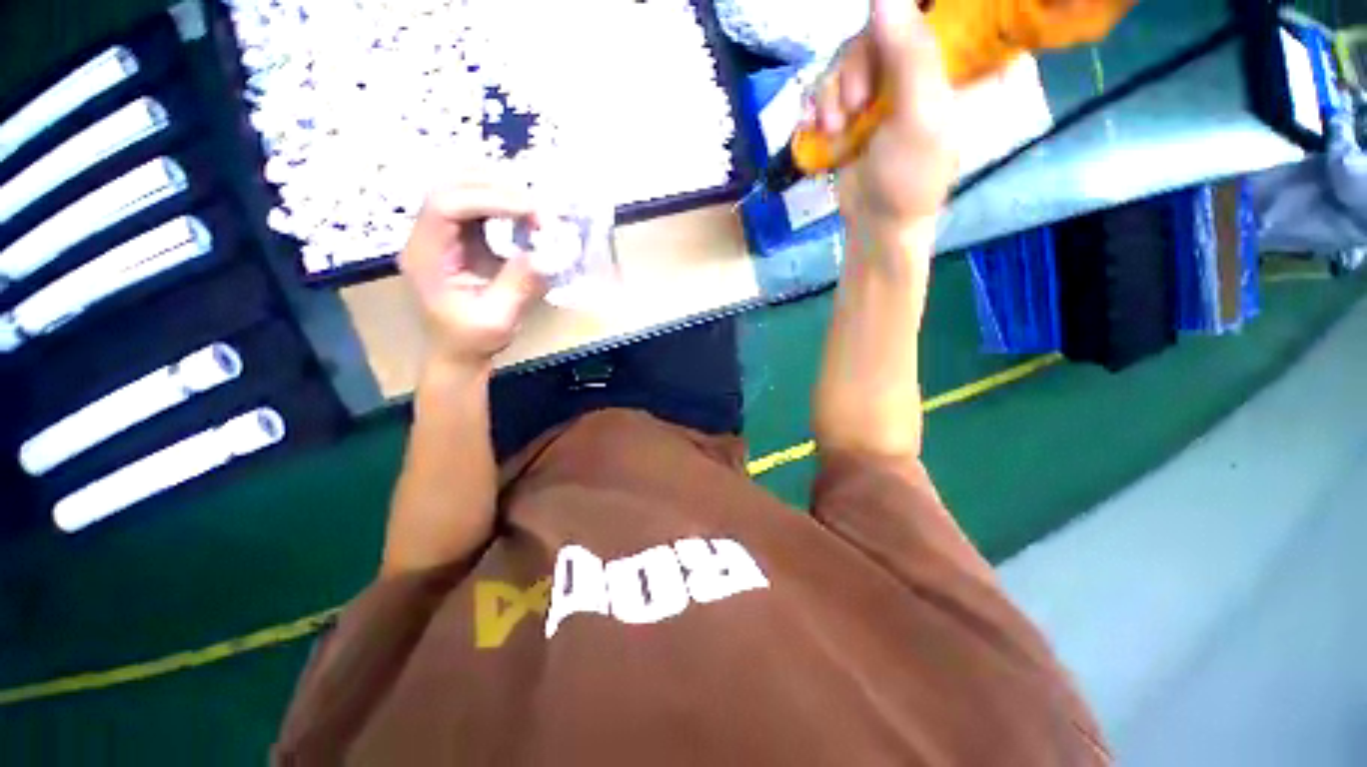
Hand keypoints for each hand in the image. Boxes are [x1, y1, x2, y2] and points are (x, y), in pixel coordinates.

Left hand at [398, 180, 547, 370]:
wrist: (457, 351)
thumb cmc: (473, 340)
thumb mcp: (498, 320)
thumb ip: (517, 286)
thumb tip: (541, 254)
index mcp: (426, 256)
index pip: (445, 205)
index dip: (488, 199)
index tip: (529, 212)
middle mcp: (425, 237)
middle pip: (448, 186)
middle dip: (494, 187)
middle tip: (535, 206)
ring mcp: (438, 234)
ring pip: (457, 187)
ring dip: (496, 188)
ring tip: (530, 205)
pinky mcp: (455, 237)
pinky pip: (471, 202)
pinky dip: (497, 199)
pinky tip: (520, 211)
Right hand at [811, 0, 957, 235]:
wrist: (874, 222)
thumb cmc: (909, 178)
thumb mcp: (919, 116)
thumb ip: (909, 53)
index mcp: (964, 58)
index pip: (944, 9)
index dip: (908, 11)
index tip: (884, 38)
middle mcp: (927, 60)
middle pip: (884, 24)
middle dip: (858, 65)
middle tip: (855, 106)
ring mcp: (889, 79)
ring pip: (852, 52)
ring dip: (833, 91)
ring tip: (835, 128)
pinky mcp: (859, 101)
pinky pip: (832, 80)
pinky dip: (819, 103)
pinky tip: (818, 127)